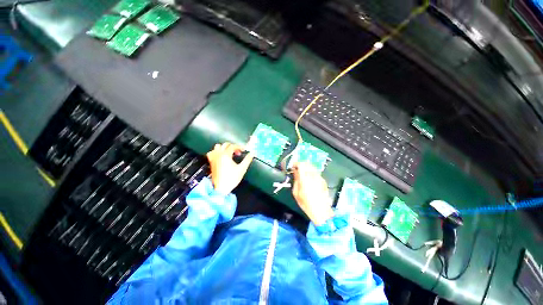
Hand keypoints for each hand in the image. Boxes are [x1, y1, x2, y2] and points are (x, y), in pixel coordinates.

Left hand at [206, 142, 253, 194]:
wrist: (221, 188)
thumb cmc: (232, 178)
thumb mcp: (242, 169)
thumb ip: (247, 160)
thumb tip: (252, 153)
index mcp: (226, 155)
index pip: (233, 146)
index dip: (239, 147)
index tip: (244, 150)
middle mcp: (218, 154)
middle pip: (225, 145)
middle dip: (233, 147)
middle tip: (238, 153)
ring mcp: (213, 158)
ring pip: (217, 147)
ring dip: (224, 148)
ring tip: (229, 153)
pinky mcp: (211, 162)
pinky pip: (212, 152)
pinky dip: (216, 152)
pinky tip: (220, 156)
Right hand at [291, 162, 334, 225]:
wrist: (321, 211)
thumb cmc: (306, 203)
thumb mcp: (296, 193)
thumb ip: (295, 180)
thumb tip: (295, 172)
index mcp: (305, 178)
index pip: (301, 164)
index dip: (296, 163)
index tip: (293, 166)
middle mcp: (313, 176)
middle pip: (307, 164)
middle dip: (301, 165)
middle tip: (297, 169)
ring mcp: (319, 177)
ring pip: (312, 167)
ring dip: (306, 168)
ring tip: (302, 174)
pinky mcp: (323, 181)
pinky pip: (316, 172)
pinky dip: (311, 172)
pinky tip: (309, 179)